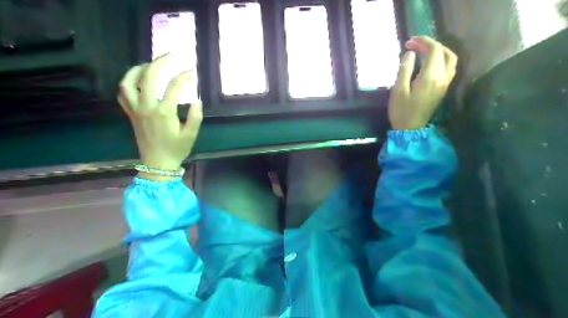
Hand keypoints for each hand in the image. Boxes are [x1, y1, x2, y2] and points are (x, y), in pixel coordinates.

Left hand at [117, 55, 203, 172]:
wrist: (157, 164)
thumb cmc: (176, 149)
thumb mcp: (191, 135)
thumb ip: (195, 117)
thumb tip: (197, 100)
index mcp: (164, 112)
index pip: (173, 87)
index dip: (183, 77)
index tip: (192, 72)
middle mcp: (147, 108)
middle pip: (149, 78)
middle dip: (159, 63)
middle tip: (169, 55)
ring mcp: (136, 110)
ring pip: (129, 83)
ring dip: (137, 69)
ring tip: (149, 64)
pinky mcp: (131, 114)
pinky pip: (122, 95)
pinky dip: (127, 83)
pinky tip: (136, 81)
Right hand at [388, 35, 457, 128]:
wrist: (410, 129)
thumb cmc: (401, 110)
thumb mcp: (398, 90)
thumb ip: (405, 69)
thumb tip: (411, 53)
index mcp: (430, 77)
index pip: (434, 50)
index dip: (423, 41)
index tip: (409, 42)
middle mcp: (442, 78)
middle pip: (444, 52)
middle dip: (431, 44)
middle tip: (415, 45)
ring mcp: (445, 84)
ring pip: (450, 59)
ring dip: (439, 51)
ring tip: (424, 51)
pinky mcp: (443, 89)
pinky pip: (449, 68)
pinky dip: (441, 59)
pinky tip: (430, 62)